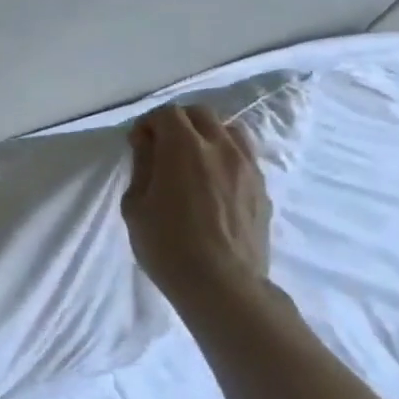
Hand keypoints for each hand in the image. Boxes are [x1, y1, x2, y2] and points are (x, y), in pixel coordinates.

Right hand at [122, 104, 272, 307]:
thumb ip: (142, 166)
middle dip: (178, 123)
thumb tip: (148, 144)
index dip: (148, 124)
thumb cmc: (168, 245)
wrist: (223, 285)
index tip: (138, 145)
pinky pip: (244, 157)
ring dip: (207, 136)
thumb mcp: (136, 205)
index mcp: (184, 148)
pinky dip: (226, 157)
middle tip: (162, 148)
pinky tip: (214, 183)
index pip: (167, 113)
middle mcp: (220, 148)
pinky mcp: (262, 189)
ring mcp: (247, 167)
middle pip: (201, 114)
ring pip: (230, 131)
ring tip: (193, 161)